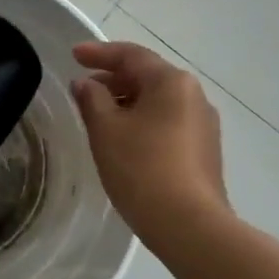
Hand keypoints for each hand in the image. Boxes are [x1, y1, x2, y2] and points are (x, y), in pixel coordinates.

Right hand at [71, 41, 227, 244]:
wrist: (189, 224)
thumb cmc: (141, 168)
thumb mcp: (106, 130)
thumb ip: (91, 99)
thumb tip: (86, 84)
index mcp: (171, 82)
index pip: (131, 55)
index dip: (99, 53)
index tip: (73, 56)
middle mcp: (194, 95)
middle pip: (148, 76)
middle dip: (114, 79)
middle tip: (83, 89)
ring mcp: (204, 125)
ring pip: (159, 101)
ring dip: (128, 102)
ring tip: (100, 116)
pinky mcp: (204, 151)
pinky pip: (168, 123)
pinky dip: (143, 121)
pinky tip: (125, 140)